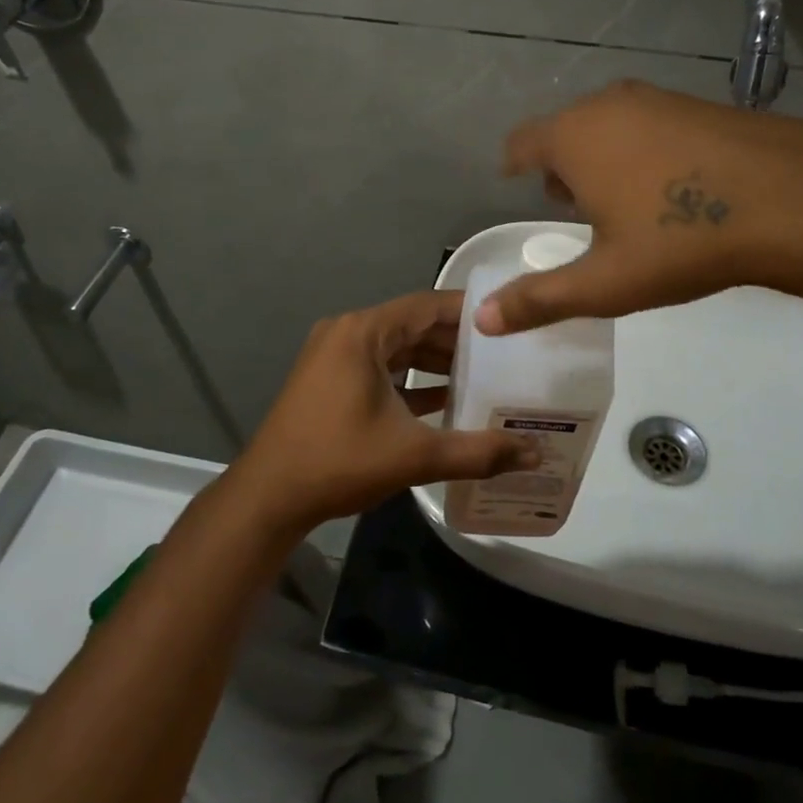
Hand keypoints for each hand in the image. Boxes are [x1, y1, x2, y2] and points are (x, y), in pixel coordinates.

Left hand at [224, 291, 540, 534]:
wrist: (269, 497)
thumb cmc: (339, 462)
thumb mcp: (413, 456)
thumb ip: (477, 452)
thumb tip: (533, 453)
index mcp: (363, 332)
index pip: (427, 305)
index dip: (469, 312)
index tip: (508, 321)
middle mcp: (347, 332)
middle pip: (412, 325)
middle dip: (456, 340)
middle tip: (505, 353)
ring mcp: (334, 356)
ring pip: (396, 348)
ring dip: (433, 361)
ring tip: (483, 375)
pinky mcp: (329, 379)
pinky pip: (379, 367)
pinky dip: (409, 378)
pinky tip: (444, 398)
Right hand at [477, 79, 802, 334]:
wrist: (793, 198)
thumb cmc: (680, 239)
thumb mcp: (604, 282)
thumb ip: (539, 299)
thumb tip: (482, 320)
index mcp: (573, 138)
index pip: (521, 142)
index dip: (514, 164)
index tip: (514, 181)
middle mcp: (607, 105)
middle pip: (564, 131)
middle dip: (560, 167)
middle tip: (571, 207)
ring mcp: (657, 98)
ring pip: (608, 124)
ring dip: (602, 157)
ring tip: (621, 201)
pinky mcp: (699, 103)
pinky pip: (648, 123)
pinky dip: (642, 148)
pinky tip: (671, 187)